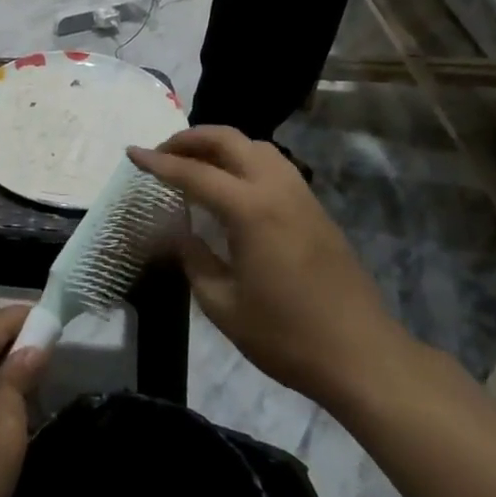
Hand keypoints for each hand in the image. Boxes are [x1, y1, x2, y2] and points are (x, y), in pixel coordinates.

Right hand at [128, 128, 410, 411]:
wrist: (364, 357)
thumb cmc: (287, 336)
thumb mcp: (223, 305)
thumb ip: (195, 260)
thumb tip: (180, 234)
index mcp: (250, 210)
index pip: (194, 172)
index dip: (158, 162)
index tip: (132, 153)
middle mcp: (277, 189)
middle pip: (229, 140)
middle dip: (191, 139)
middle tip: (163, 153)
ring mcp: (301, 195)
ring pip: (256, 146)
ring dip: (221, 145)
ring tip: (195, 164)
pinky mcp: (315, 209)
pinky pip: (274, 165)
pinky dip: (244, 160)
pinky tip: (231, 187)